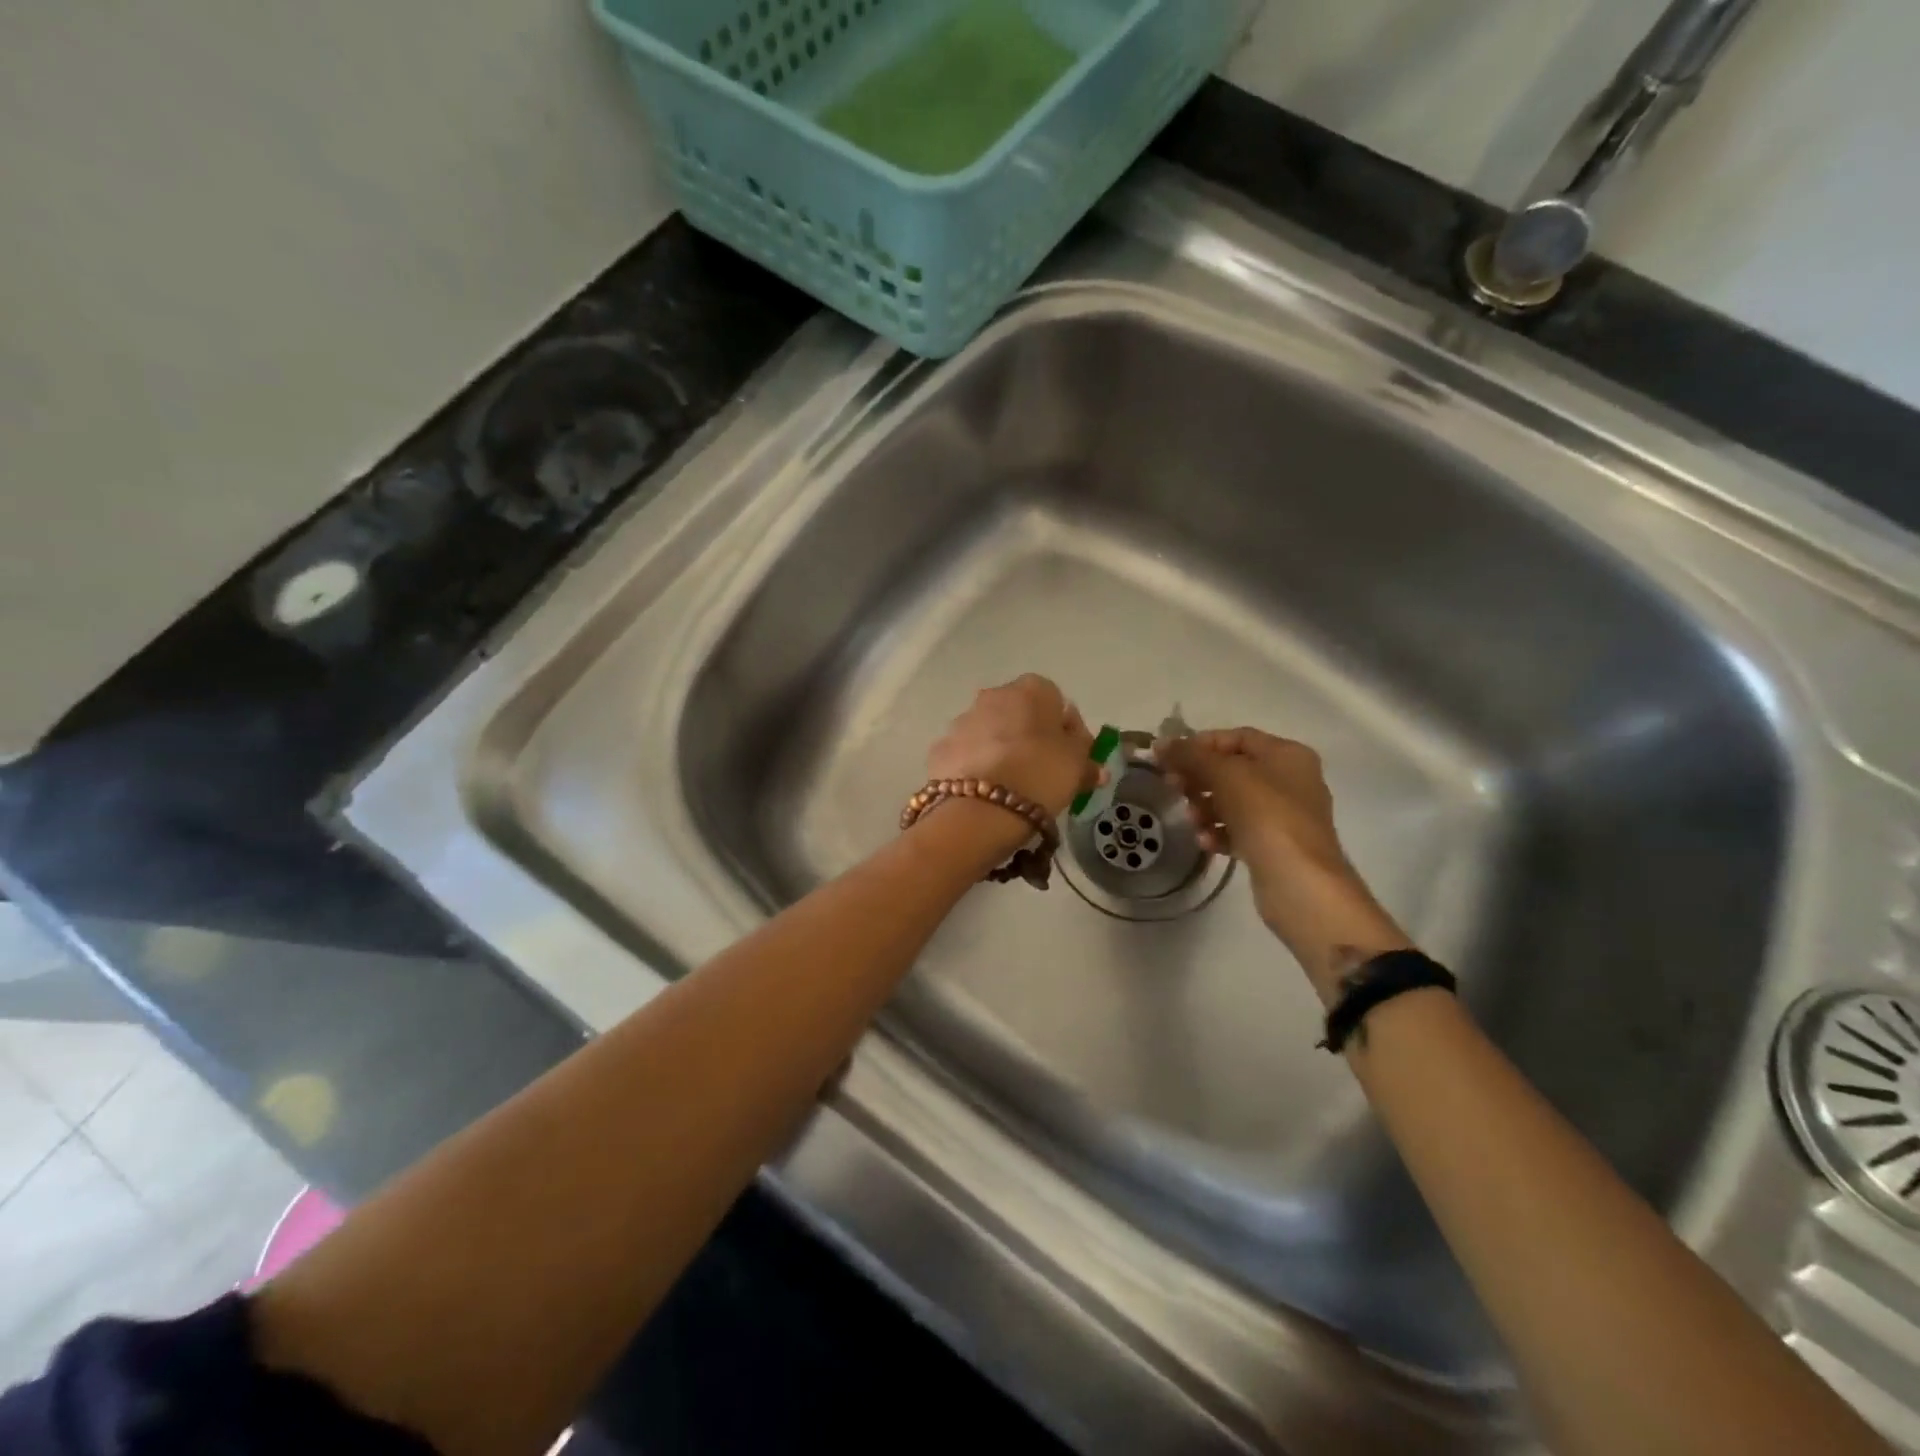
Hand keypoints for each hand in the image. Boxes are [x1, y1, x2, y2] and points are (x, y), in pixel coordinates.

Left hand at [926, 675, 1099, 818]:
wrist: (980, 808)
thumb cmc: (1040, 775)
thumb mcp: (1077, 768)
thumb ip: (1087, 760)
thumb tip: (1095, 766)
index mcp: (1031, 690)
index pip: (1054, 699)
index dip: (1063, 728)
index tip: (1069, 756)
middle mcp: (992, 695)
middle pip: (1017, 713)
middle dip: (1027, 736)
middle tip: (1040, 771)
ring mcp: (961, 721)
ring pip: (988, 732)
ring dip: (998, 751)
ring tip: (1009, 787)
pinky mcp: (939, 748)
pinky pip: (965, 754)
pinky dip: (974, 768)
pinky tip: (983, 793)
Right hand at [1155, 728, 1410, 1000]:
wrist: (1301, 884)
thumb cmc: (1268, 817)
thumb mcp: (1226, 776)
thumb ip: (1191, 756)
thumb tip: (1160, 743)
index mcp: (1287, 755)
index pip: (1237, 737)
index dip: (1201, 744)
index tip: (1170, 758)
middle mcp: (1289, 780)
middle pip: (1232, 769)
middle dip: (1200, 777)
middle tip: (1172, 787)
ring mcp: (1283, 815)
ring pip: (1232, 801)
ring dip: (1205, 807)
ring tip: (1191, 819)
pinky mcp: (1274, 846)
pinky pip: (1238, 829)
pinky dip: (1218, 832)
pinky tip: (1205, 842)